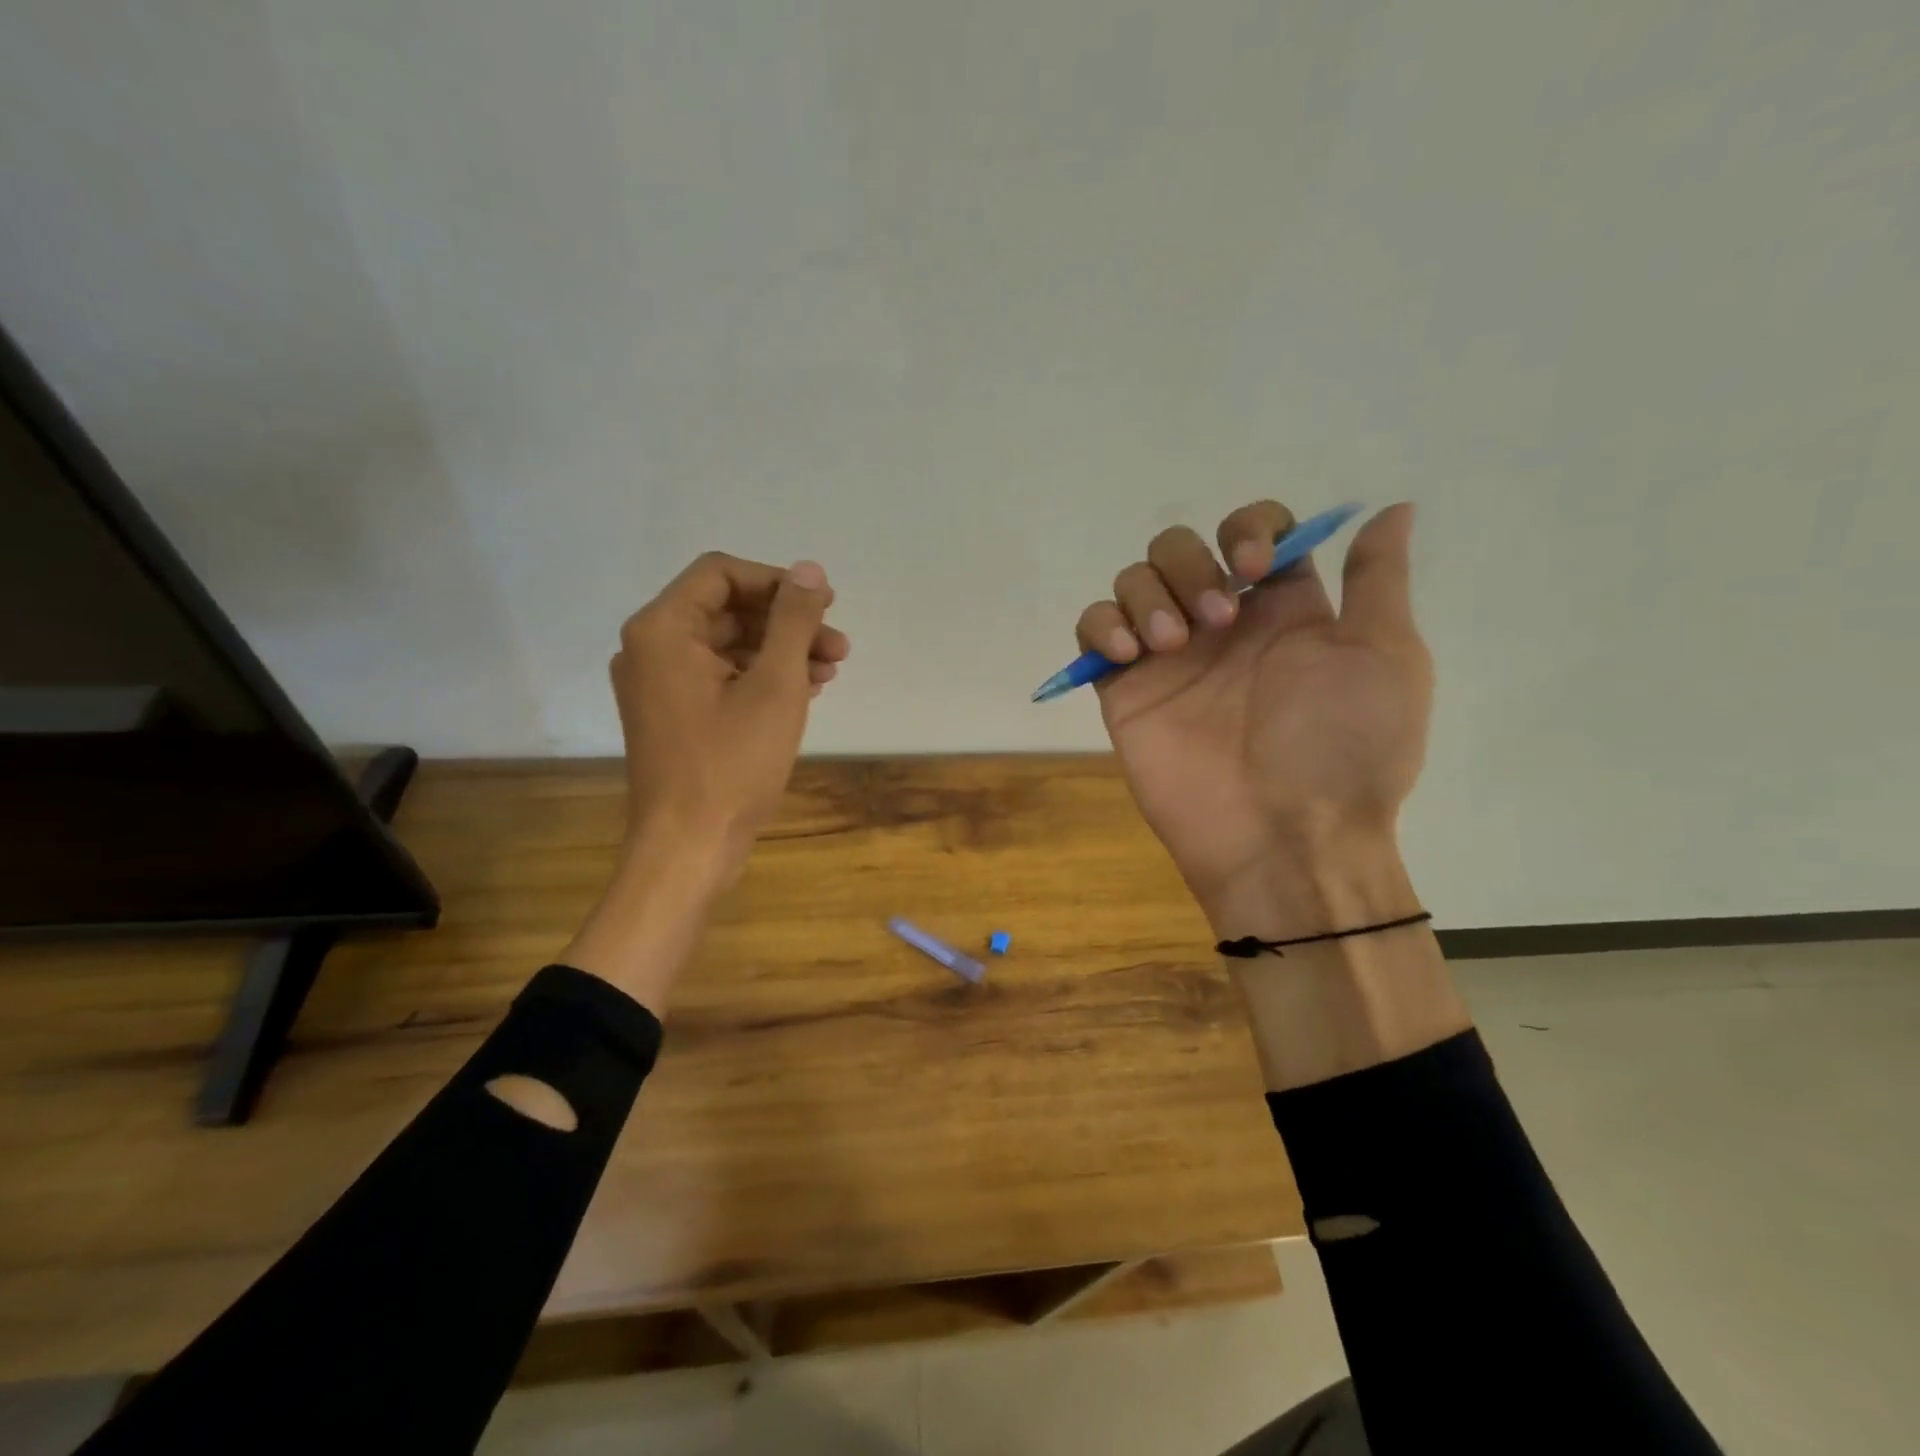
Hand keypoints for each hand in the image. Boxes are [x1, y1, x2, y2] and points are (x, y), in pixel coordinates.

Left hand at [611, 552, 848, 879]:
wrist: (689, 847)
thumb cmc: (732, 763)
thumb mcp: (775, 685)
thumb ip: (794, 621)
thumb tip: (811, 570)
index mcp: (663, 630)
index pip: (721, 574)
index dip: (777, 582)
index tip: (824, 605)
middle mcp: (650, 649)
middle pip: (727, 610)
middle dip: (787, 623)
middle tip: (838, 646)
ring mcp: (658, 685)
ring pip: (728, 646)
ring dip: (781, 652)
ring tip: (830, 671)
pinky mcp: (673, 716)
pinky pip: (720, 678)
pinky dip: (761, 678)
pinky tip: (804, 692)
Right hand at [1075, 502, 1429, 932]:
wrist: (1285, 838)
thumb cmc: (1343, 750)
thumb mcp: (1384, 657)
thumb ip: (1375, 580)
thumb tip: (1392, 509)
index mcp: (1282, 610)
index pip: (1251, 532)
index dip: (1247, 529)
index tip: (1255, 569)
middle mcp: (1221, 625)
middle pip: (1180, 547)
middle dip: (1190, 565)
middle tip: (1215, 622)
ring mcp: (1168, 658)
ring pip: (1134, 580)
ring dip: (1149, 594)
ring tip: (1171, 645)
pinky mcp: (1125, 690)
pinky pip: (1091, 630)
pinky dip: (1101, 626)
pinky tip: (1127, 656)